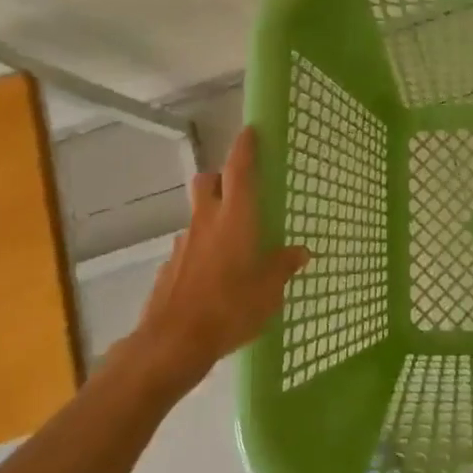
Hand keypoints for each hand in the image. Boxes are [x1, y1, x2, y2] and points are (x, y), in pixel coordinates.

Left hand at [128, 127, 308, 392]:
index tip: (251, 130)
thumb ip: (283, 266)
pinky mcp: (170, 267)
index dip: (245, 146)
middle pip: (208, 181)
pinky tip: (214, 275)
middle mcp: (207, 221)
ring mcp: (184, 243)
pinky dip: (203, 249)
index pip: (239, 169)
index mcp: (235, 218)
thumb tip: (301, 252)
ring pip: (198, 214)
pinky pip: (190, 246)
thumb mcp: (269, 290)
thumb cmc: (230, 308)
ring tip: (234, 242)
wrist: (172, 343)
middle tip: (240, 188)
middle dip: (221, 176)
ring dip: (213, 216)